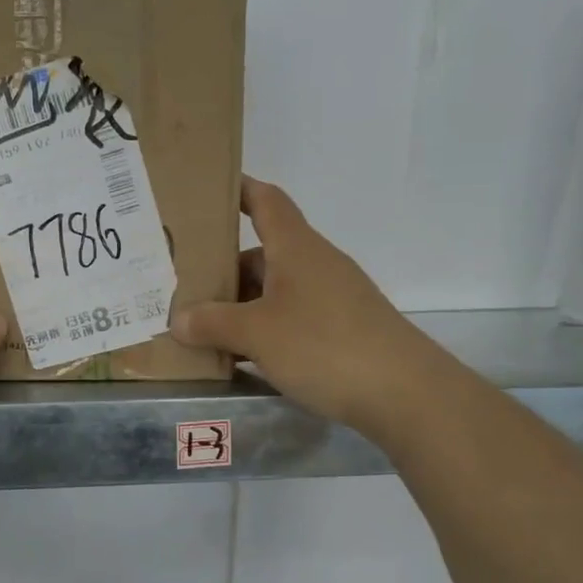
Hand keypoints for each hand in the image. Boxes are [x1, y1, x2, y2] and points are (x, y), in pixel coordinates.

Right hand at [171, 176, 421, 429]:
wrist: (404, 392)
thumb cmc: (324, 346)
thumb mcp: (257, 334)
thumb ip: (213, 323)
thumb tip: (178, 319)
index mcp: (296, 248)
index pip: (265, 201)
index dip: (238, 190)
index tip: (207, 190)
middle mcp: (315, 264)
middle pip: (262, 254)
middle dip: (224, 269)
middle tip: (184, 287)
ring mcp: (331, 297)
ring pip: (274, 291)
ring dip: (241, 305)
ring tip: (203, 329)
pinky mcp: (341, 329)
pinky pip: (290, 318)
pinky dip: (263, 329)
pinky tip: (241, 357)